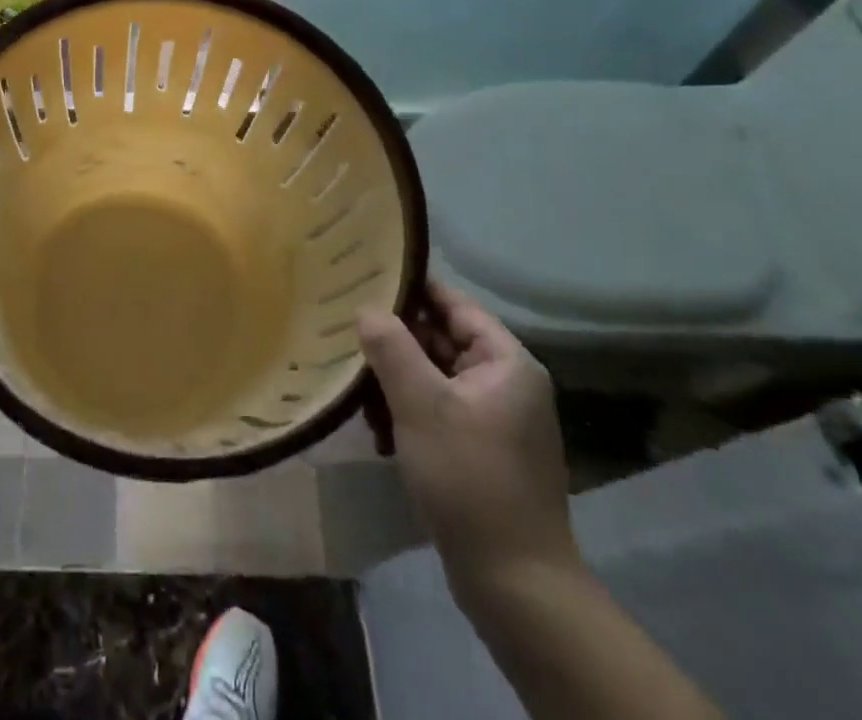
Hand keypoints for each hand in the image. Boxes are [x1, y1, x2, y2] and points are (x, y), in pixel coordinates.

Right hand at [358, 280, 578, 598]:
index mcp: (506, 362)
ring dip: (396, 378)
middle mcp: (506, 383)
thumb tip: (367, 308)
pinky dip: (408, 410)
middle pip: (442, 339)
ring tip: (355, 383)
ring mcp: (496, 419)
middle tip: (345, 329)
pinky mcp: (482, 450)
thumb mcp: (421, 404)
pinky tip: (376, 428)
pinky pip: (439, 410)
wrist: (515, 585)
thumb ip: (391, 347)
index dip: (411, 288)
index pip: (453, 303)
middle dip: (395, 339)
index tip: (364, 276)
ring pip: (435, 376)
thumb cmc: (470, 478)